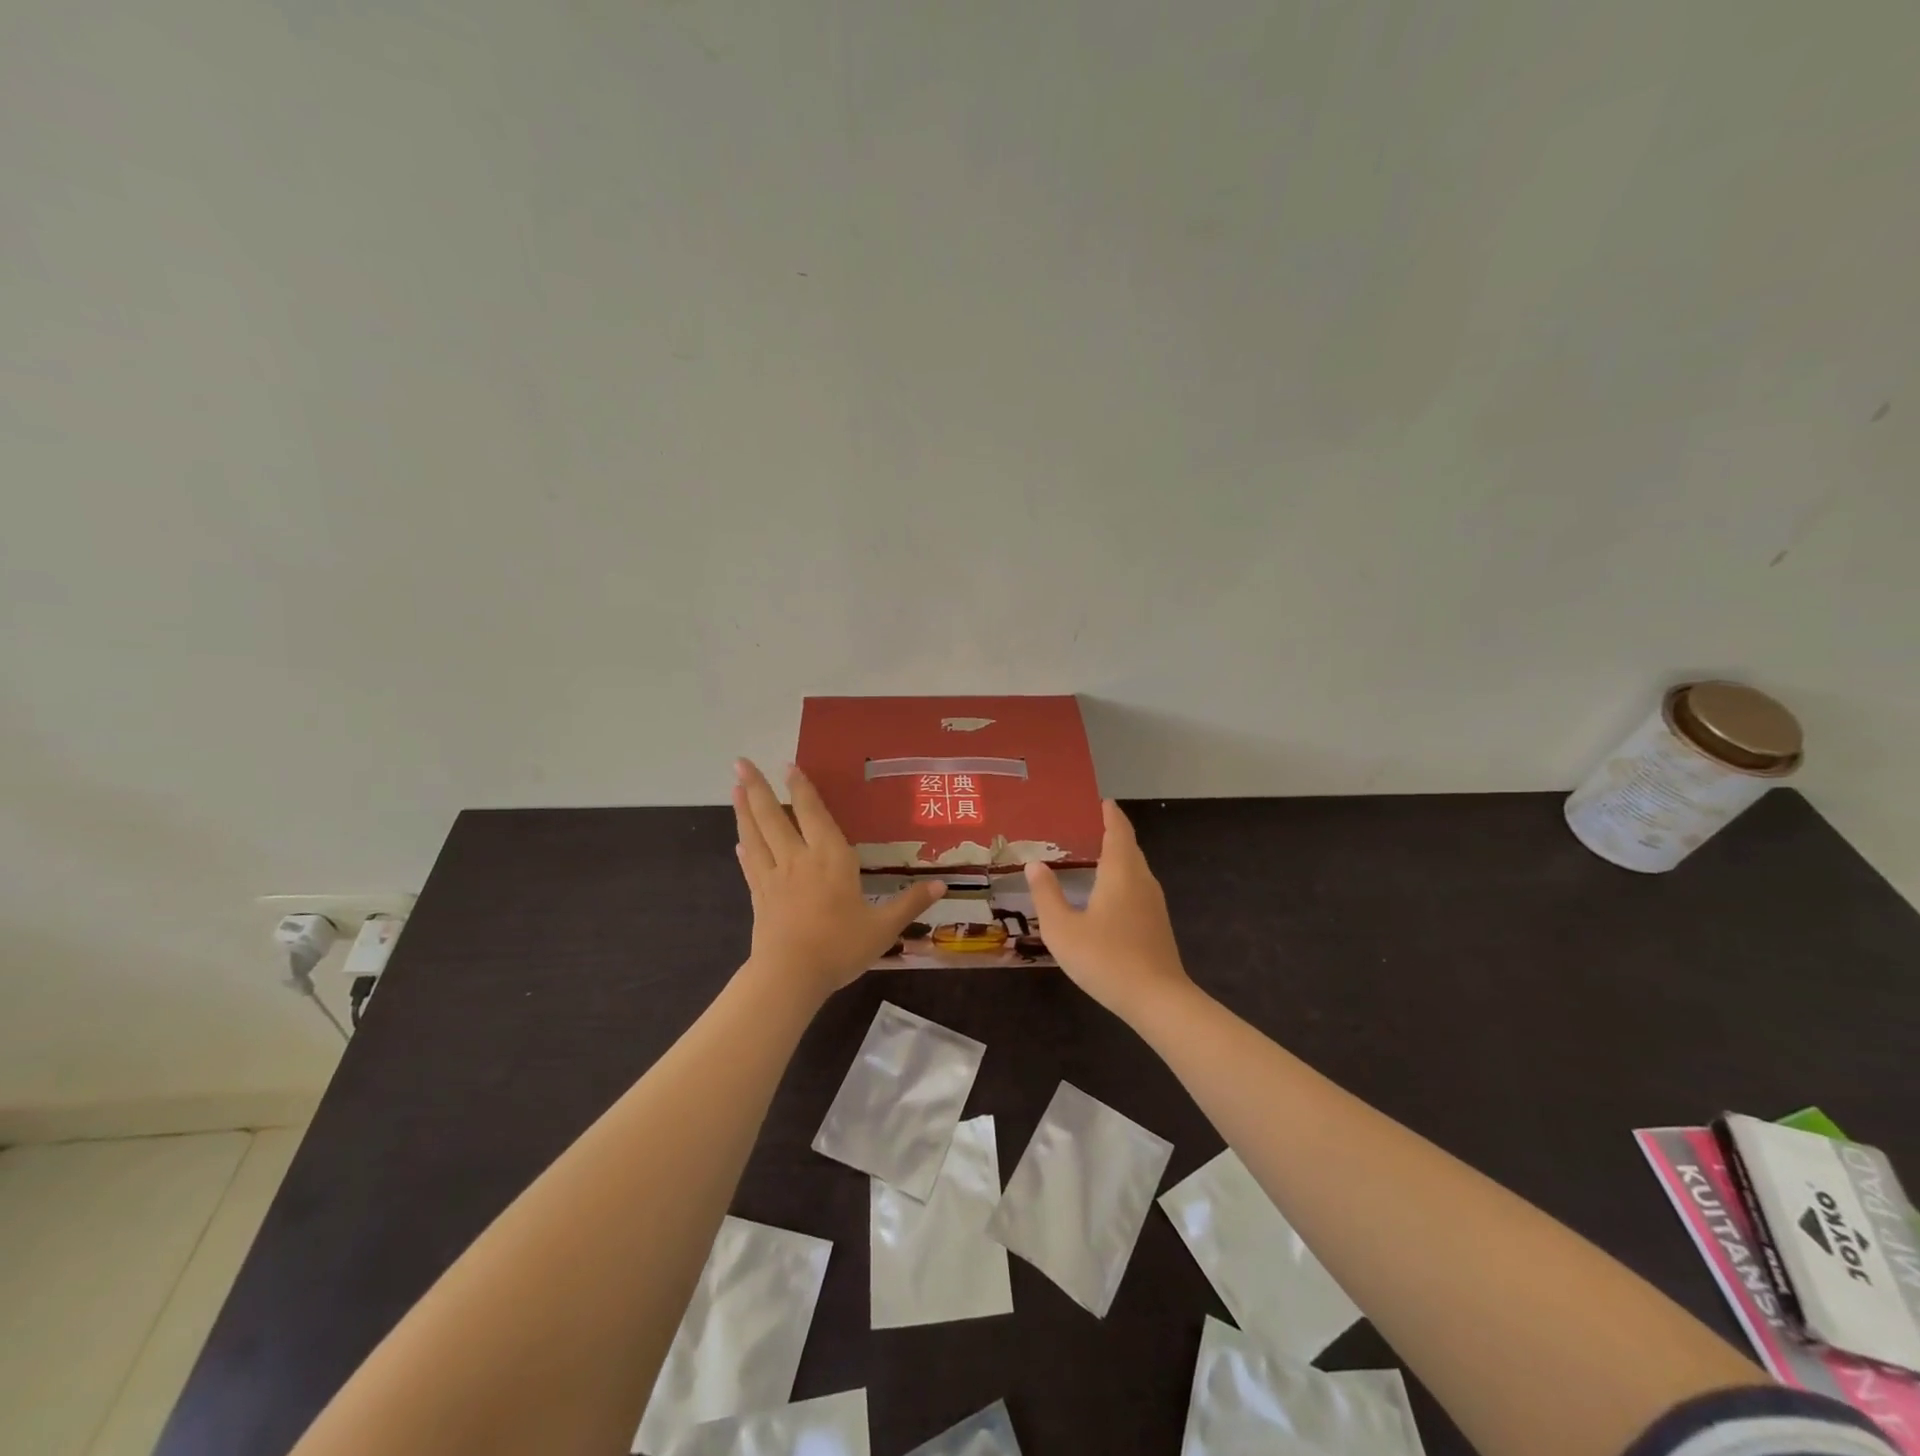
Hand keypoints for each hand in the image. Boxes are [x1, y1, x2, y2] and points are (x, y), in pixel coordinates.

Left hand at [732, 759, 945, 997]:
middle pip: (774, 816)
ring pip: (755, 835)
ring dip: (744, 810)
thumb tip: (942, 885)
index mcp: (831, 858)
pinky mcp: (759, 897)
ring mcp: (774, 877)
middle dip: (758, 788)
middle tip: (740, 763)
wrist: (790, 976)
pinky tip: (739, 842)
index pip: (813, 814)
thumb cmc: (840, 947)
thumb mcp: (883, 927)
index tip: (788, 765)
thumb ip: (910, 903)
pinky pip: (751, 866)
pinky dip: (745, 849)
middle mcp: (798, 859)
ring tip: (734, 788)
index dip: (801, 788)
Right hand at [1025, 801, 1190, 1020]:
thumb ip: (1047, 895)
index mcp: (1121, 872)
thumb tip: (1035, 864)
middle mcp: (1142, 880)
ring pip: (1135, 869)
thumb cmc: (1106, 958)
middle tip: (1085, 827)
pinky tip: (1105, 894)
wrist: (1157, 999)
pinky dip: (1121, 878)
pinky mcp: (1157, 924)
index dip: (1110, 814)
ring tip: (1091, 856)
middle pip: (1129, 847)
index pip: (1118, 831)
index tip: (1100, 801)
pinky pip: (1137, 887)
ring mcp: (1154, 903)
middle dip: (1111, 833)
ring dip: (1117, 857)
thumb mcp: (1063, 929)